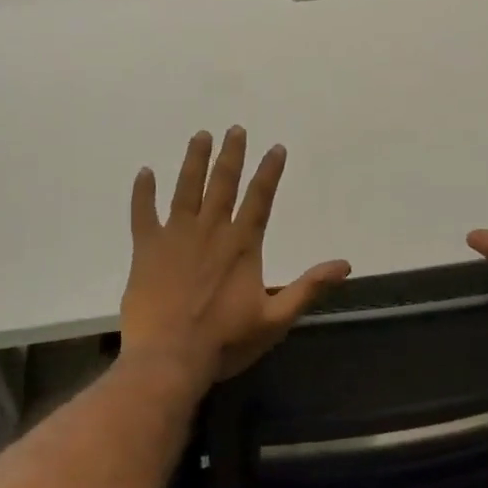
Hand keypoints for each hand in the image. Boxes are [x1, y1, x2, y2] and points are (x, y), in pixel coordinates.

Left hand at [122, 127, 351, 387]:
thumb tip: (344, 265)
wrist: (170, 358)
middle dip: (231, 155)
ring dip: (194, 161)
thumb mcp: (276, 319)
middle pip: (223, 184)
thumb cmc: (225, 341)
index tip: (276, 148)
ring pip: (186, 189)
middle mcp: (210, 231)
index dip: (269, 172)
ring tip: (200, 136)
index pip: (260, 199)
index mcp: (242, 245)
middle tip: (235, 128)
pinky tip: (145, 172)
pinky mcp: (146, 250)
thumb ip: (308, 288)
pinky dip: (143, 192)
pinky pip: (142, 213)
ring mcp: (175, 237)